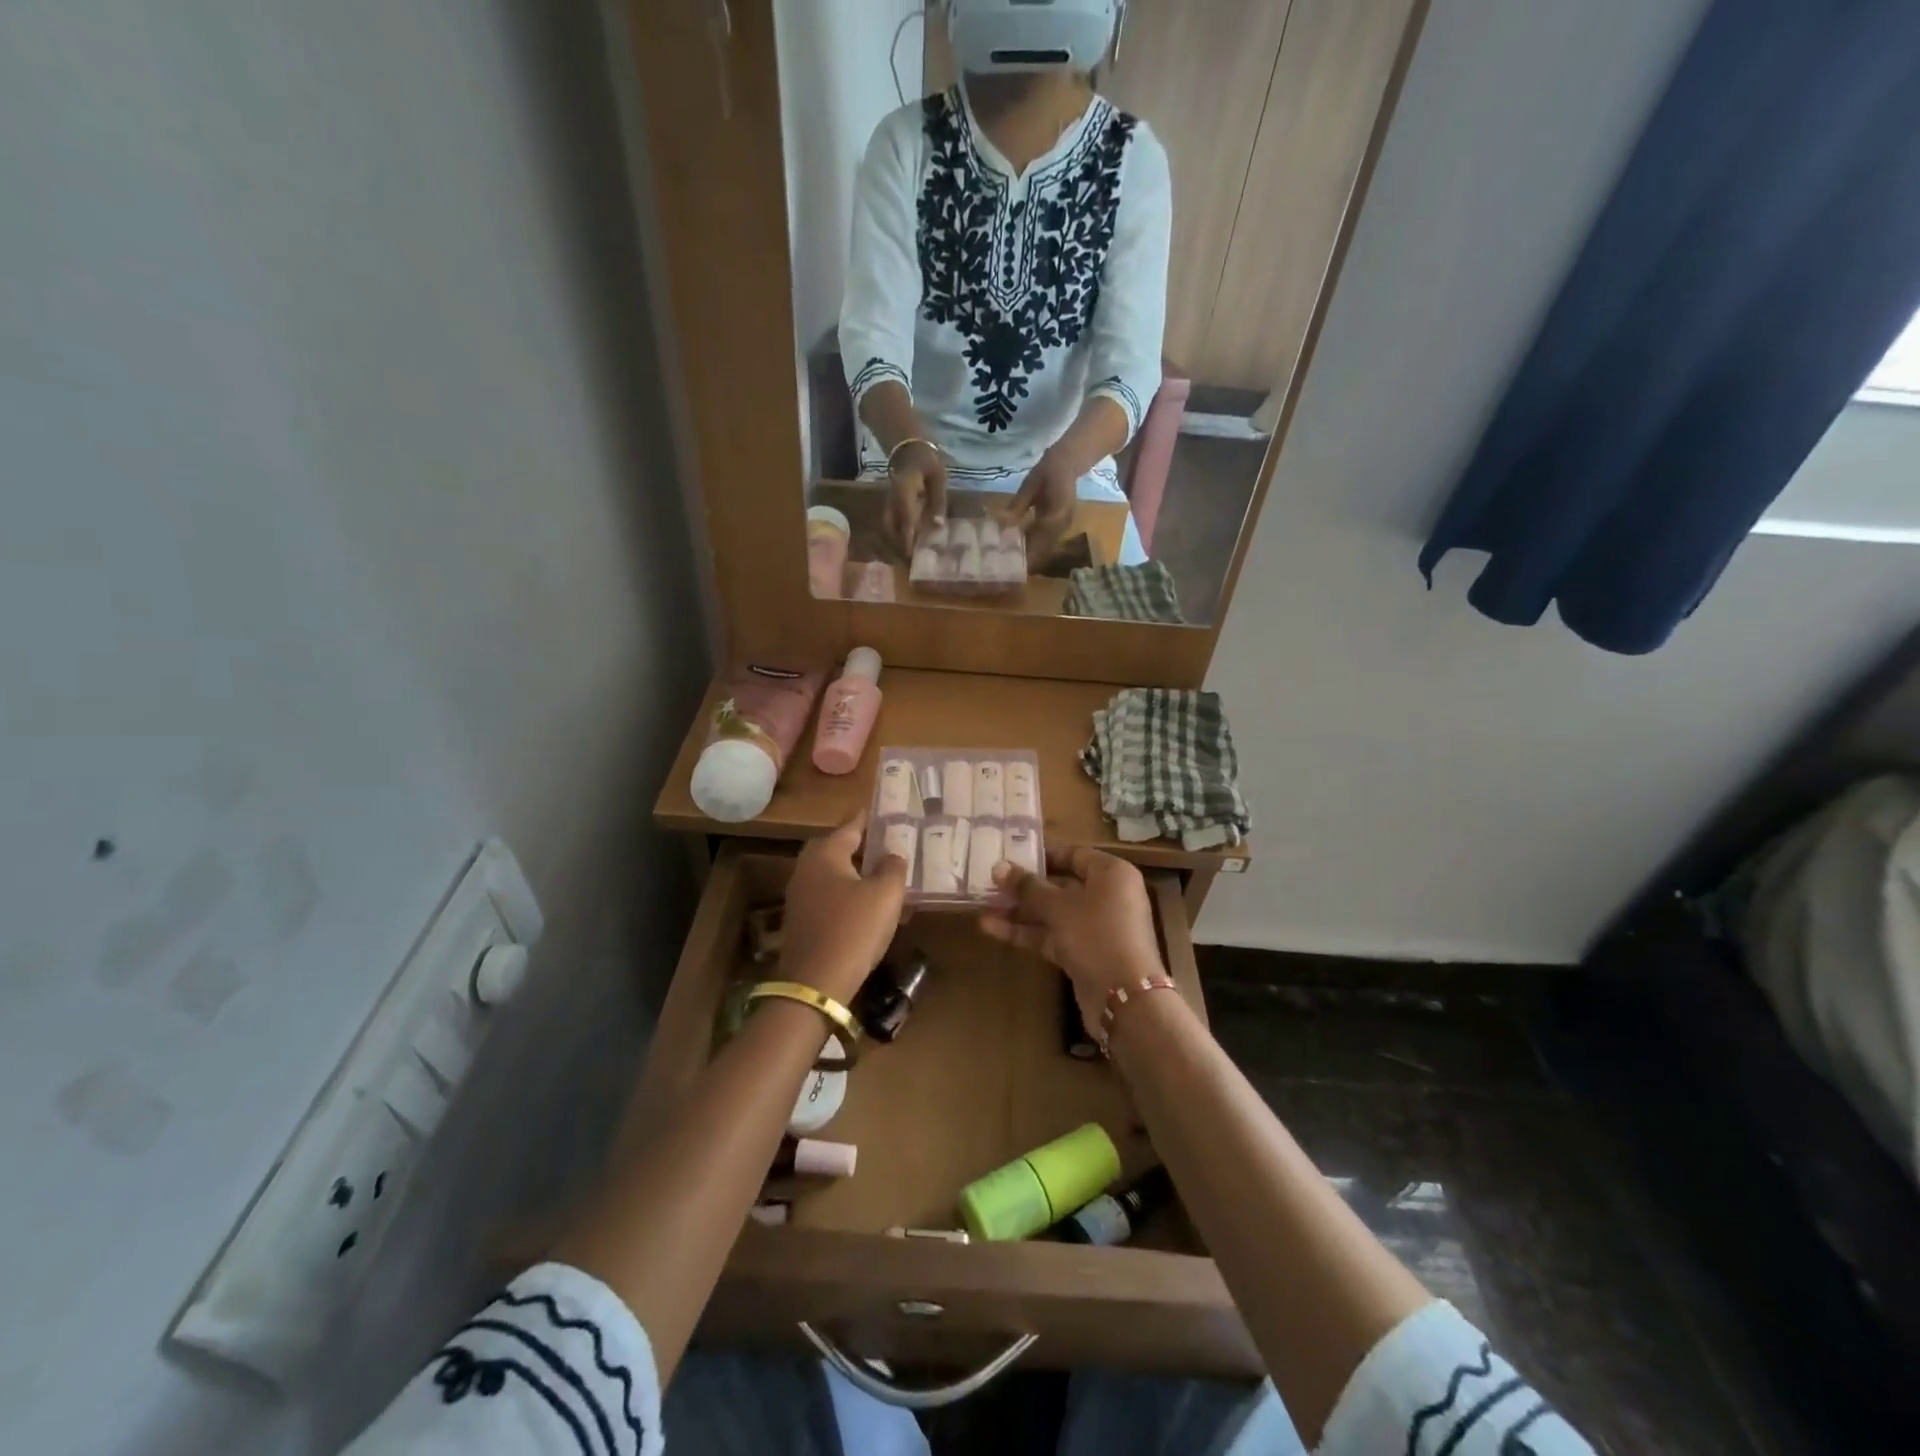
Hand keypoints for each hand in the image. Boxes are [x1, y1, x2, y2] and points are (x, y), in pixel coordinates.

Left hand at [777, 811, 909, 1004]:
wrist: (816, 984)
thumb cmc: (853, 929)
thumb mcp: (885, 894)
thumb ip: (893, 867)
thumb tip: (892, 856)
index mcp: (825, 853)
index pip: (852, 825)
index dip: (873, 818)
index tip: (890, 811)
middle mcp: (808, 868)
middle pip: (843, 850)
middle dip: (870, 849)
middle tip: (897, 848)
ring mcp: (802, 895)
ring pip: (840, 876)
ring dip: (865, 877)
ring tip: (894, 882)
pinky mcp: (804, 920)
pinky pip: (834, 899)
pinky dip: (855, 899)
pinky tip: (878, 912)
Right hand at [885, 443, 947, 555]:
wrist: (908, 448)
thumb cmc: (927, 462)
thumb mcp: (938, 478)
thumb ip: (938, 501)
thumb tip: (939, 526)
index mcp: (904, 492)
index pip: (905, 519)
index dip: (908, 539)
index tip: (911, 557)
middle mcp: (893, 500)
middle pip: (891, 528)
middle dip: (899, 547)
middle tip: (911, 565)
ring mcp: (889, 504)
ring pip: (888, 529)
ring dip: (895, 544)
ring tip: (908, 560)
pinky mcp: (890, 507)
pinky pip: (890, 525)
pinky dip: (896, 537)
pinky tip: (905, 548)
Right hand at [979, 846, 1164, 1034]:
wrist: (1125, 999)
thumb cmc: (1096, 935)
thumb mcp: (1058, 907)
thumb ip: (1027, 887)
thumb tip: (998, 866)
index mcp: (1111, 874)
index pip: (1074, 854)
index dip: (1042, 856)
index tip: (1011, 857)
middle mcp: (1107, 896)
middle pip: (1061, 885)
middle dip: (1025, 887)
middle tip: (990, 883)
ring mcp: (1096, 927)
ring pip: (1054, 913)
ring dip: (1020, 911)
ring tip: (982, 906)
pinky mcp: (1084, 953)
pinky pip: (1053, 935)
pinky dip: (1027, 932)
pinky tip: (993, 929)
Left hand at [999, 446, 1078, 564]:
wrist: (1067, 463)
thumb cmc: (1047, 470)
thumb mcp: (1030, 485)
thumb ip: (1018, 506)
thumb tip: (1002, 524)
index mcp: (1057, 513)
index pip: (1039, 540)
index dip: (1026, 554)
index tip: (1011, 564)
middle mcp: (1062, 524)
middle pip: (1043, 549)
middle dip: (1026, 560)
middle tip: (1006, 569)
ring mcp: (1063, 527)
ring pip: (1045, 549)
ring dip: (1030, 557)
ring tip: (1011, 564)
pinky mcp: (1060, 527)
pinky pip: (1046, 542)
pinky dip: (1033, 548)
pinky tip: (1019, 551)